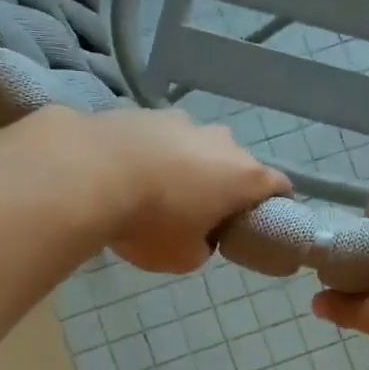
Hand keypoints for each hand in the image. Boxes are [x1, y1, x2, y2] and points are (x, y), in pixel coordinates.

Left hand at [88, 109, 289, 274]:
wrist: (89, 173)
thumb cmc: (151, 223)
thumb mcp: (184, 258)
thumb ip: (203, 248)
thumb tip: (198, 236)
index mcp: (243, 176)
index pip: (279, 186)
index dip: (276, 205)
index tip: (261, 222)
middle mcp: (221, 141)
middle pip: (235, 165)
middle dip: (225, 188)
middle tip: (202, 215)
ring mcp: (182, 121)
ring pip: (197, 148)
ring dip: (188, 168)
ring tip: (159, 193)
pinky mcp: (144, 112)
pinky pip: (160, 140)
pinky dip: (154, 156)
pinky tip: (130, 175)